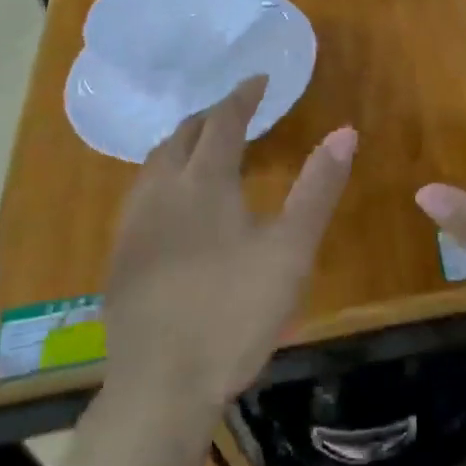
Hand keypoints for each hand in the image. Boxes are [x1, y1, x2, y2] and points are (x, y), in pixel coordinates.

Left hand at [105, 77, 355, 412]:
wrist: (160, 387)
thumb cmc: (234, 313)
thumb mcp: (291, 250)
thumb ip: (318, 188)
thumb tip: (345, 132)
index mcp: (204, 181)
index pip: (223, 120)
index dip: (243, 95)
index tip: (259, 79)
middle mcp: (162, 190)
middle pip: (183, 134)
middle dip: (211, 114)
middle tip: (237, 110)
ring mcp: (134, 224)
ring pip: (155, 162)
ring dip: (182, 143)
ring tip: (204, 147)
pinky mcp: (120, 257)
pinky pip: (141, 193)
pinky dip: (164, 175)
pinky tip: (174, 204)